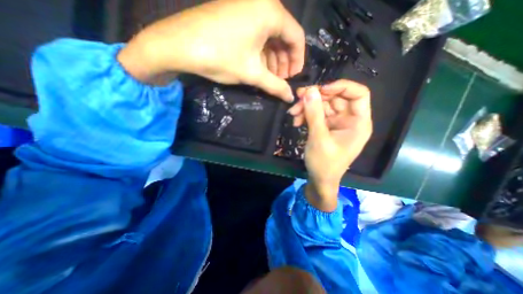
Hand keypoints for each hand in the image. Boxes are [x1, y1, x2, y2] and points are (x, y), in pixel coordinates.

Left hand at [116, 0, 304, 101]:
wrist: (177, 44)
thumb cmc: (220, 57)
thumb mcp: (252, 73)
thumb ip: (275, 86)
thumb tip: (290, 98)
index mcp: (271, 12)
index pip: (297, 37)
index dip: (298, 60)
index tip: (293, 78)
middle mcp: (262, 3)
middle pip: (284, 36)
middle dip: (284, 61)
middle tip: (281, 80)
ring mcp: (247, 6)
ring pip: (270, 37)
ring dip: (273, 59)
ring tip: (270, 77)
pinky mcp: (236, 13)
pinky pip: (257, 34)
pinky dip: (262, 52)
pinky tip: (259, 66)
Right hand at [287, 80, 373, 211]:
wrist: (319, 180)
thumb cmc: (324, 164)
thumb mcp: (318, 138)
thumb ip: (314, 114)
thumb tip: (310, 91)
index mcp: (358, 123)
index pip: (358, 94)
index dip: (341, 87)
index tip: (320, 90)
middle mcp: (349, 120)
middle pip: (335, 98)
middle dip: (316, 98)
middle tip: (298, 98)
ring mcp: (336, 123)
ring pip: (323, 105)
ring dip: (307, 107)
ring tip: (293, 113)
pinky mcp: (326, 127)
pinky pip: (317, 114)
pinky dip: (306, 115)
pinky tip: (296, 121)